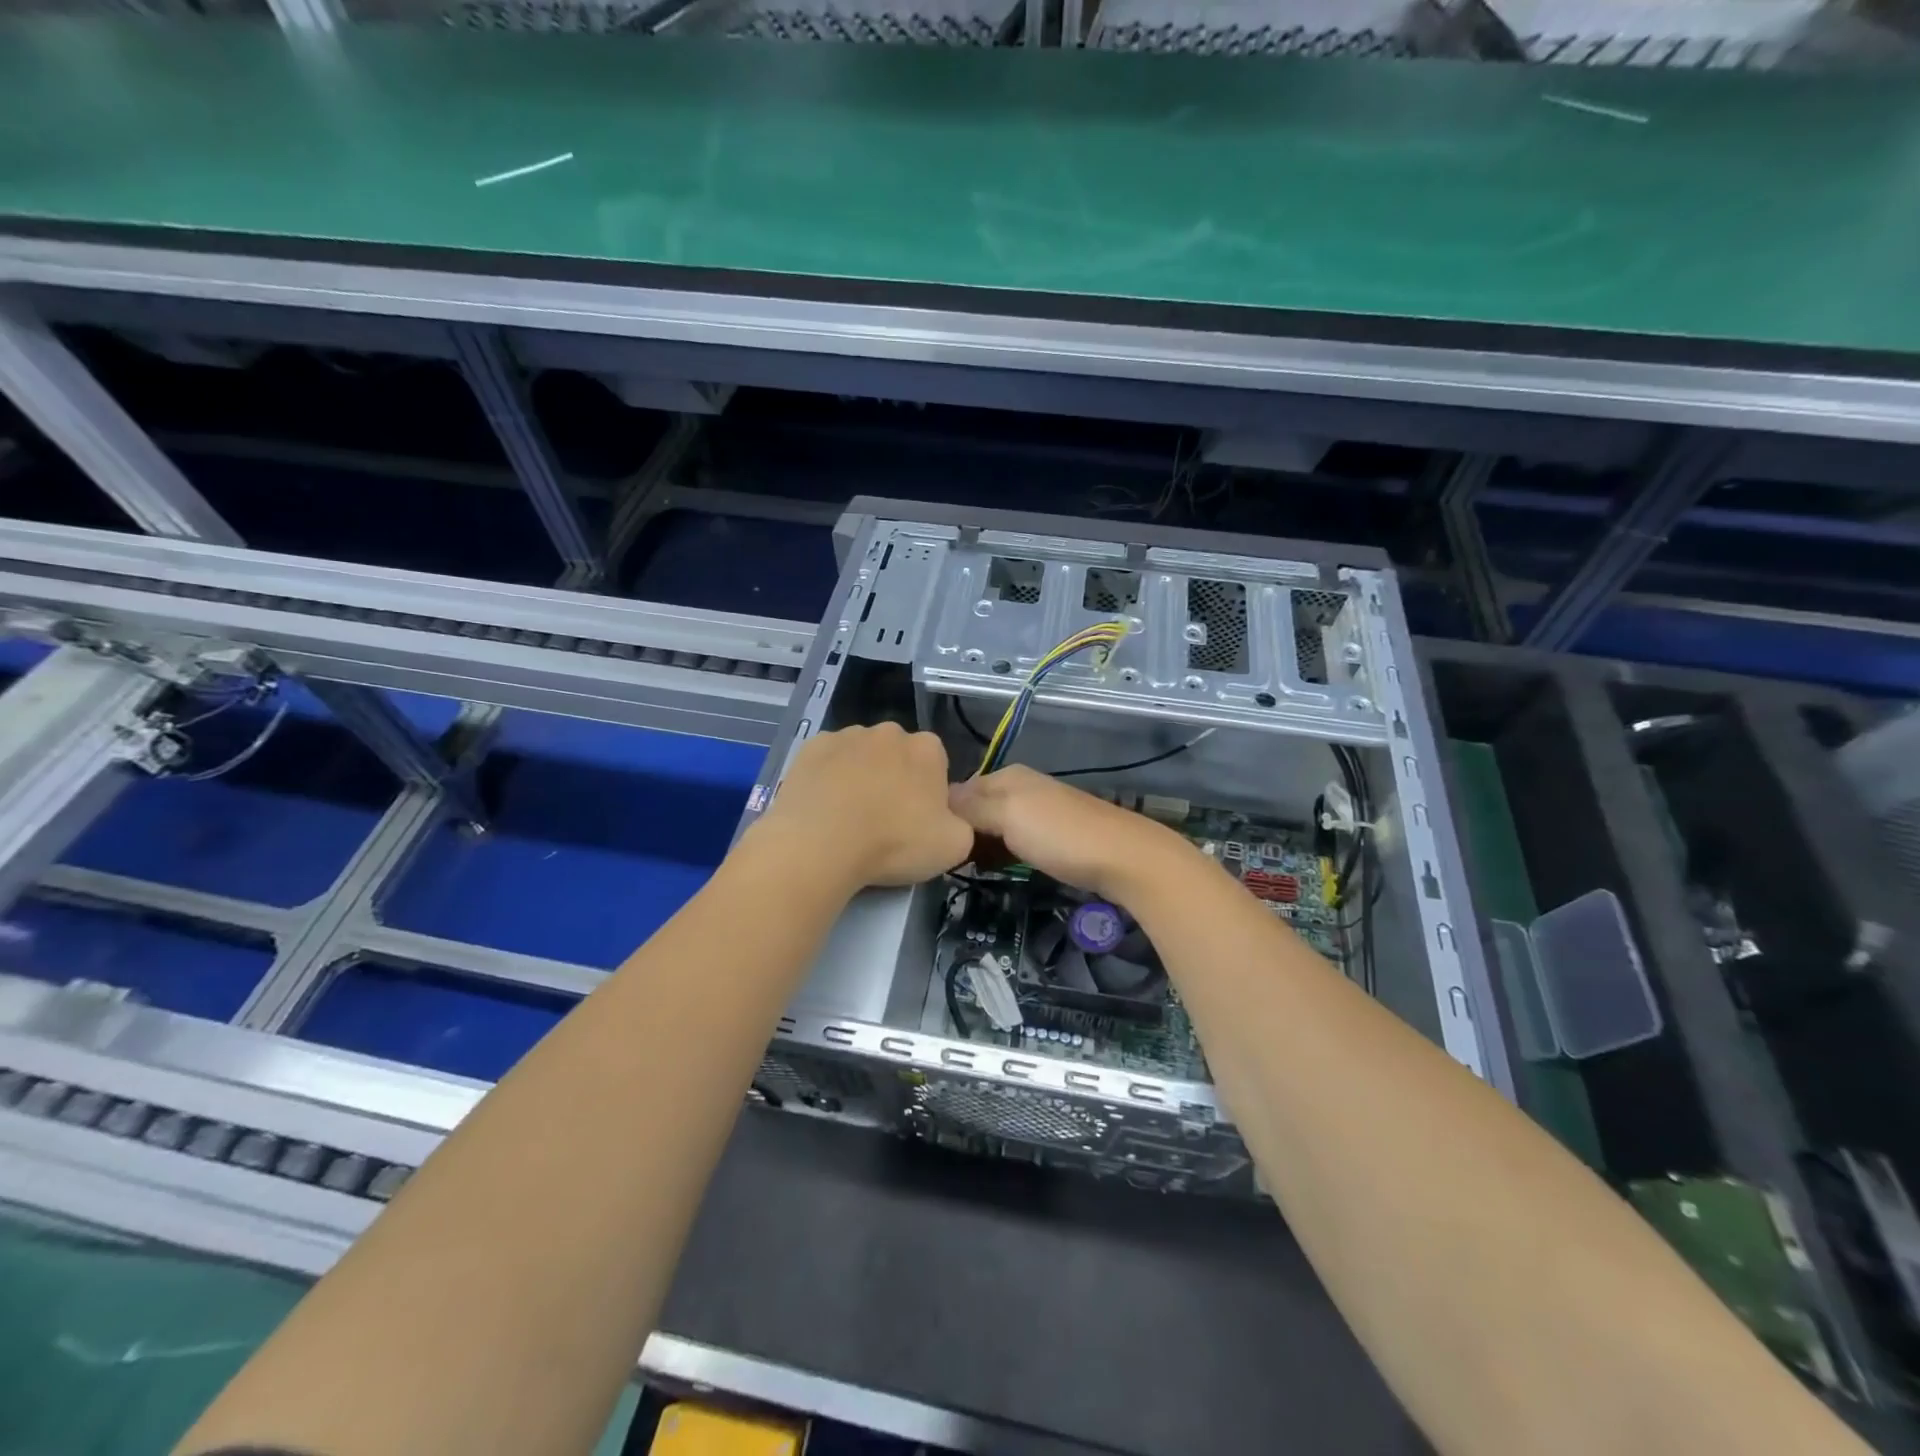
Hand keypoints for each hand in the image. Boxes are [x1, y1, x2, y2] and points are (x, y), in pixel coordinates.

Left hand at [753, 723, 973, 889]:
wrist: (821, 843)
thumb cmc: (895, 842)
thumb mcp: (954, 846)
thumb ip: (962, 825)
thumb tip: (950, 818)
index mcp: (928, 749)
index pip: (937, 764)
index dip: (929, 793)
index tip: (917, 821)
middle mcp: (889, 732)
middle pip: (897, 756)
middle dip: (894, 780)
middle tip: (884, 821)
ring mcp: (847, 735)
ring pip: (860, 756)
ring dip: (859, 777)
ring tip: (848, 818)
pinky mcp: (811, 747)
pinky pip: (826, 761)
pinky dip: (827, 778)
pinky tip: (822, 808)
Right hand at [948, 765, 1190, 903]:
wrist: (1124, 858)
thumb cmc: (1060, 835)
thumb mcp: (1008, 816)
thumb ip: (971, 807)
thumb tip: (938, 799)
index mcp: (1008, 776)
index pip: (960, 789)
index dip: (943, 813)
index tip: (928, 841)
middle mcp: (1022, 787)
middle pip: (977, 807)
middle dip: (961, 830)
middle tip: (944, 860)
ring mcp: (1040, 810)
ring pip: (995, 826)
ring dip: (981, 844)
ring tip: (964, 867)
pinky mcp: (1053, 835)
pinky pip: (1014, 840)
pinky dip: (1001, 852)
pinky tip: (996, 868)